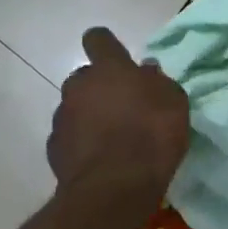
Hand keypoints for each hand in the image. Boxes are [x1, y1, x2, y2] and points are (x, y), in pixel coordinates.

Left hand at [48, 27, 190, 199]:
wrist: (114, 189)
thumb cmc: (151, 136)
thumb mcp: (174, 103)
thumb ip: (158, 82)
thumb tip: (145, 70)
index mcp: (109, 69)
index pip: (98, 39)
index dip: (106, 45)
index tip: (116, 57)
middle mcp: (79, 86)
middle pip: (85, 77)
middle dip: (100, 87)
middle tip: (122, 107)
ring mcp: (62, 117)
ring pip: (75, 107)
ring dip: (90, 116)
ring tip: (112, 139)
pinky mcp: (54, 148)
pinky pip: (70, 136)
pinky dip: (81, 143)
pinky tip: (100, 159)